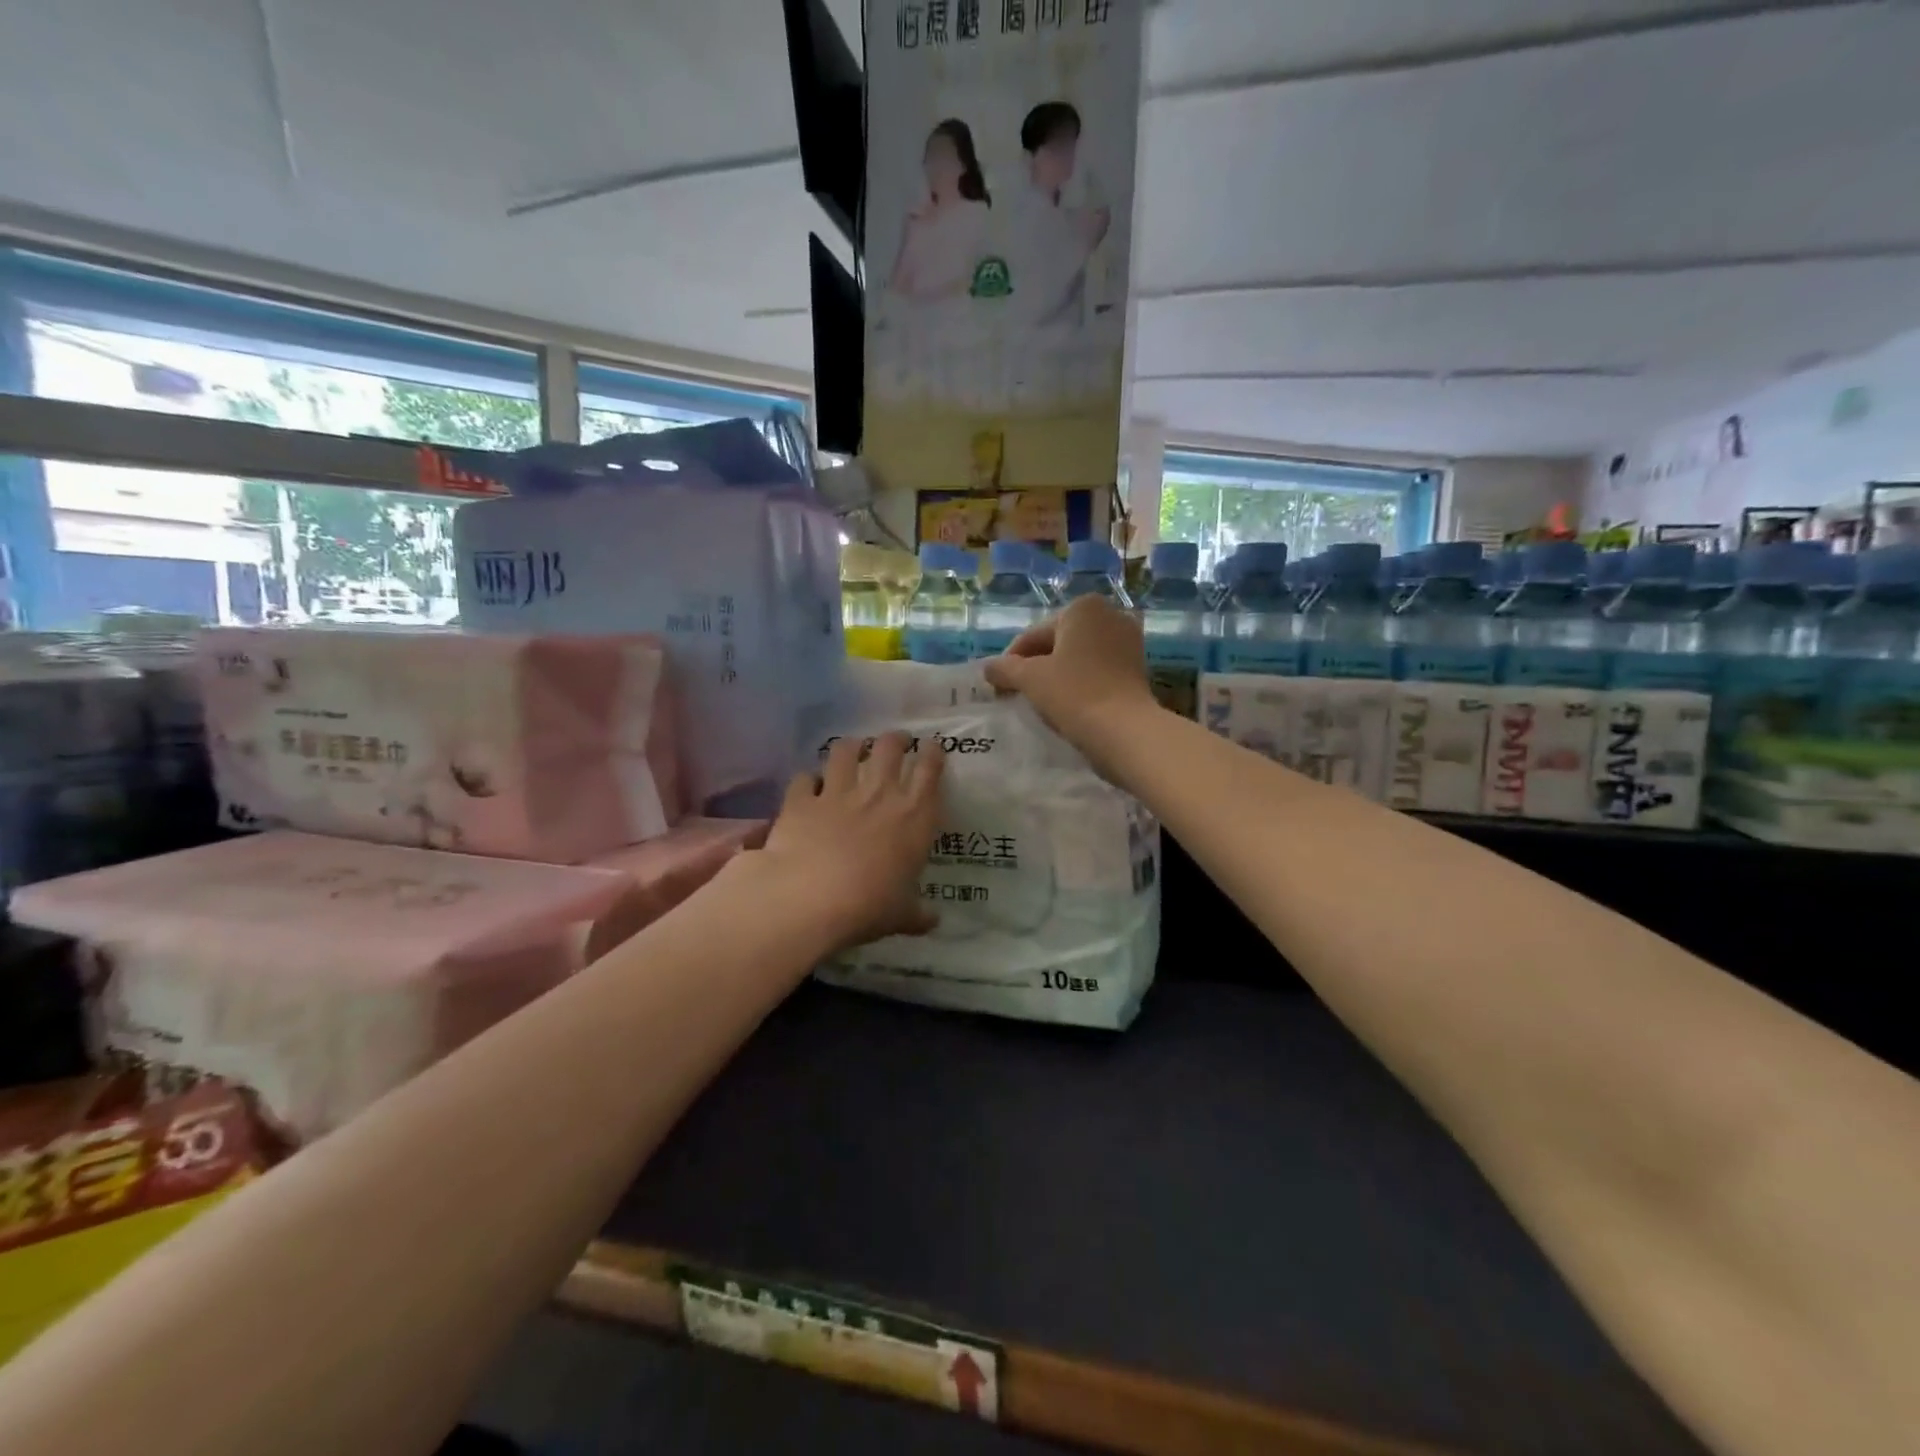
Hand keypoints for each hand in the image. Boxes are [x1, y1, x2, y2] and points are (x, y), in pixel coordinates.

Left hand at [755, 732, 945, 951]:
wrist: (810, 896)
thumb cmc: (869, 906)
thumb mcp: (901, 915)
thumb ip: (917, 914)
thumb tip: (933, 921)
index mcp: (914, 816)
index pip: (930, 770)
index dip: (933, 753)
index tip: (931, 747)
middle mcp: (879, 793)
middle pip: (890, 748)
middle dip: (895, 740)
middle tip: (897, 741)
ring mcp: (838, 792)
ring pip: (846, 751)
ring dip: (852, 747)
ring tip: (854, 748)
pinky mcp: (802, 800)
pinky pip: (804, 779)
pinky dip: (807, 780)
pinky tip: (808, 785)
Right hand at [983, 597, 1157, 768]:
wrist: (1124, 730)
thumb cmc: (1074, 694)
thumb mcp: (1030, 679)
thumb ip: (1004, 669)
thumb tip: (988, 668)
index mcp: (1083, 608)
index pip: (1033, 635)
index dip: (1011, 662)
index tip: (998, 686)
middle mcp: (1110, 615)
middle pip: (1057, 643)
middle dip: (1035, 666)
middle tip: (1016, 694)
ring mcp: (1128, 641)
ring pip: (1078, 657)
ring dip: (1057, 675)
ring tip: (1040, 701)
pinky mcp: (1138, 667)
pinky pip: (1097, 670)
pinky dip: (1079, 683)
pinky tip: (1067, 704)